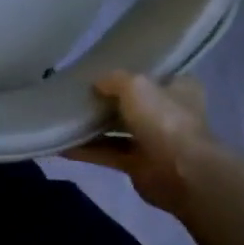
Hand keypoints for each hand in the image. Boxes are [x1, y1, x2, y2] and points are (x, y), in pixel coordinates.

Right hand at [67, 71, 215, 212]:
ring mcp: (154, 141)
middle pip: (132, 103)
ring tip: (63, 117)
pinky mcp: (139, 165)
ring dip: (93, 127)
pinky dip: (87, 150)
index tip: (103, 70)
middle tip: (76, 93)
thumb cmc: (164, 121)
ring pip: (118, 129)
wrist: (182, 174)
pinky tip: (62, 145)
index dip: (131, 72)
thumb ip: (114, 80)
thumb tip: (96, 84)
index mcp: (179, 89)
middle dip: (107, 101)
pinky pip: (108, 153)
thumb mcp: (136, 86)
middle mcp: (168, 114)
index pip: (155, 75)